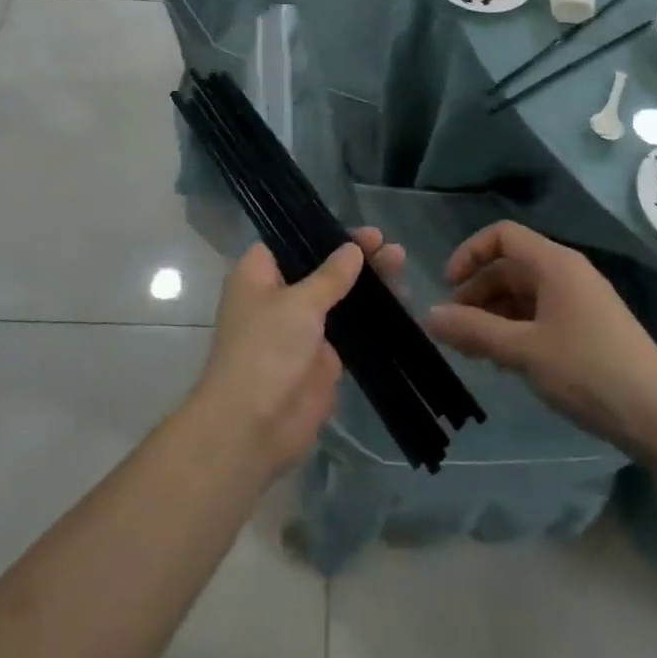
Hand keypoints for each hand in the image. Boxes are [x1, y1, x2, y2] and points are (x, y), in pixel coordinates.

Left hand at [192, 228, 404, 477]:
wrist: (253, 427)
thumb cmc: (265, 350)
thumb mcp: (298, 303)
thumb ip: (330, 276)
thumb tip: (352, 249)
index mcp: (258, 276)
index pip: (291, 242)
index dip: (324, 233)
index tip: (359, 230)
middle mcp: (278, 298)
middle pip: (321, 268)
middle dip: (355, 257)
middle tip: (390, 247)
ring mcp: (301, 329)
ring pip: (340, 298)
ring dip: (369, 284)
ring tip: (401, 265)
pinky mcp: (323, 358)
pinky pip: (352, 330)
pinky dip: (374, 317)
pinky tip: (403, 302)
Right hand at [428, 221, 656, 461]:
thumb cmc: (589, 371)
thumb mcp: (524, 351)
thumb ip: (474, 331)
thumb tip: (429, 316)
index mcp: (555, 264)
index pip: (503, 235)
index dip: (470, 253)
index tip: (448, 288)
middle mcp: (567, 273)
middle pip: (510, 266)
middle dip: (477, 293)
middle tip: (455, 331)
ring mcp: (580, 301)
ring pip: (524, 294)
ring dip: (494, 315)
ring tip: (475, 352)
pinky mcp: (588, 328)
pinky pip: (541, 315)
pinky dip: (516, 329)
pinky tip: (506, 362)